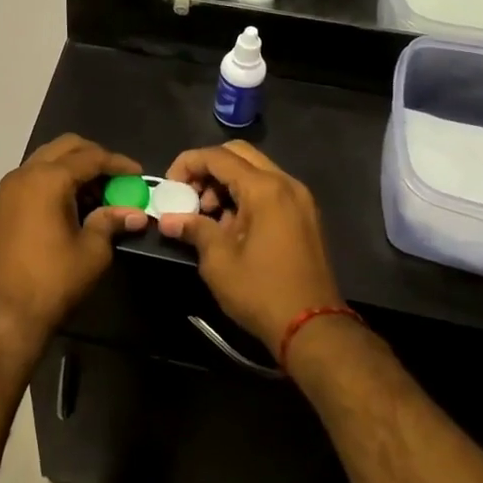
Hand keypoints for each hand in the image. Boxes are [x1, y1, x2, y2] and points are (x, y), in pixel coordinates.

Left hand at [0, 135, 149, 347]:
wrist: (4, 313)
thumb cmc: (53, 280)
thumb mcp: (92, 251)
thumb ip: (112, 222)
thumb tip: (136, 213)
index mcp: (48, 179)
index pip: (90, 157)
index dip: (118, 163)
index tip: (138, 174)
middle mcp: (24, 173)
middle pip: (65, 147)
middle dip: (94, 156)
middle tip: (117, 177)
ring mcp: (8, 188)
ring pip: (46, 160)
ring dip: (73, 167)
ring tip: (98, 191)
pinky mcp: (1, 205)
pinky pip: (33, 177)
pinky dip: (54, 179)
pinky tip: (73, 202)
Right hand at [157, 141, 341, 353]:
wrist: (313, 328)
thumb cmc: (262, 292)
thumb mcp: (219, 261)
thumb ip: (194, 229)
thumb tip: (169, 219)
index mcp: (265, 188)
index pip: (218, 157)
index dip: (187, 164)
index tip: (169, 186)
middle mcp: (286, 183)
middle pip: (239, 154)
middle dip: (208, 169)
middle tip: (188, 195)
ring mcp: (299, 198)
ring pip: (255, 170)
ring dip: (226, 182)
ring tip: (207, 215)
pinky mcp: (305, 215)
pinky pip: (269, 189)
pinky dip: (245, 195)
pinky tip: (231, 226)